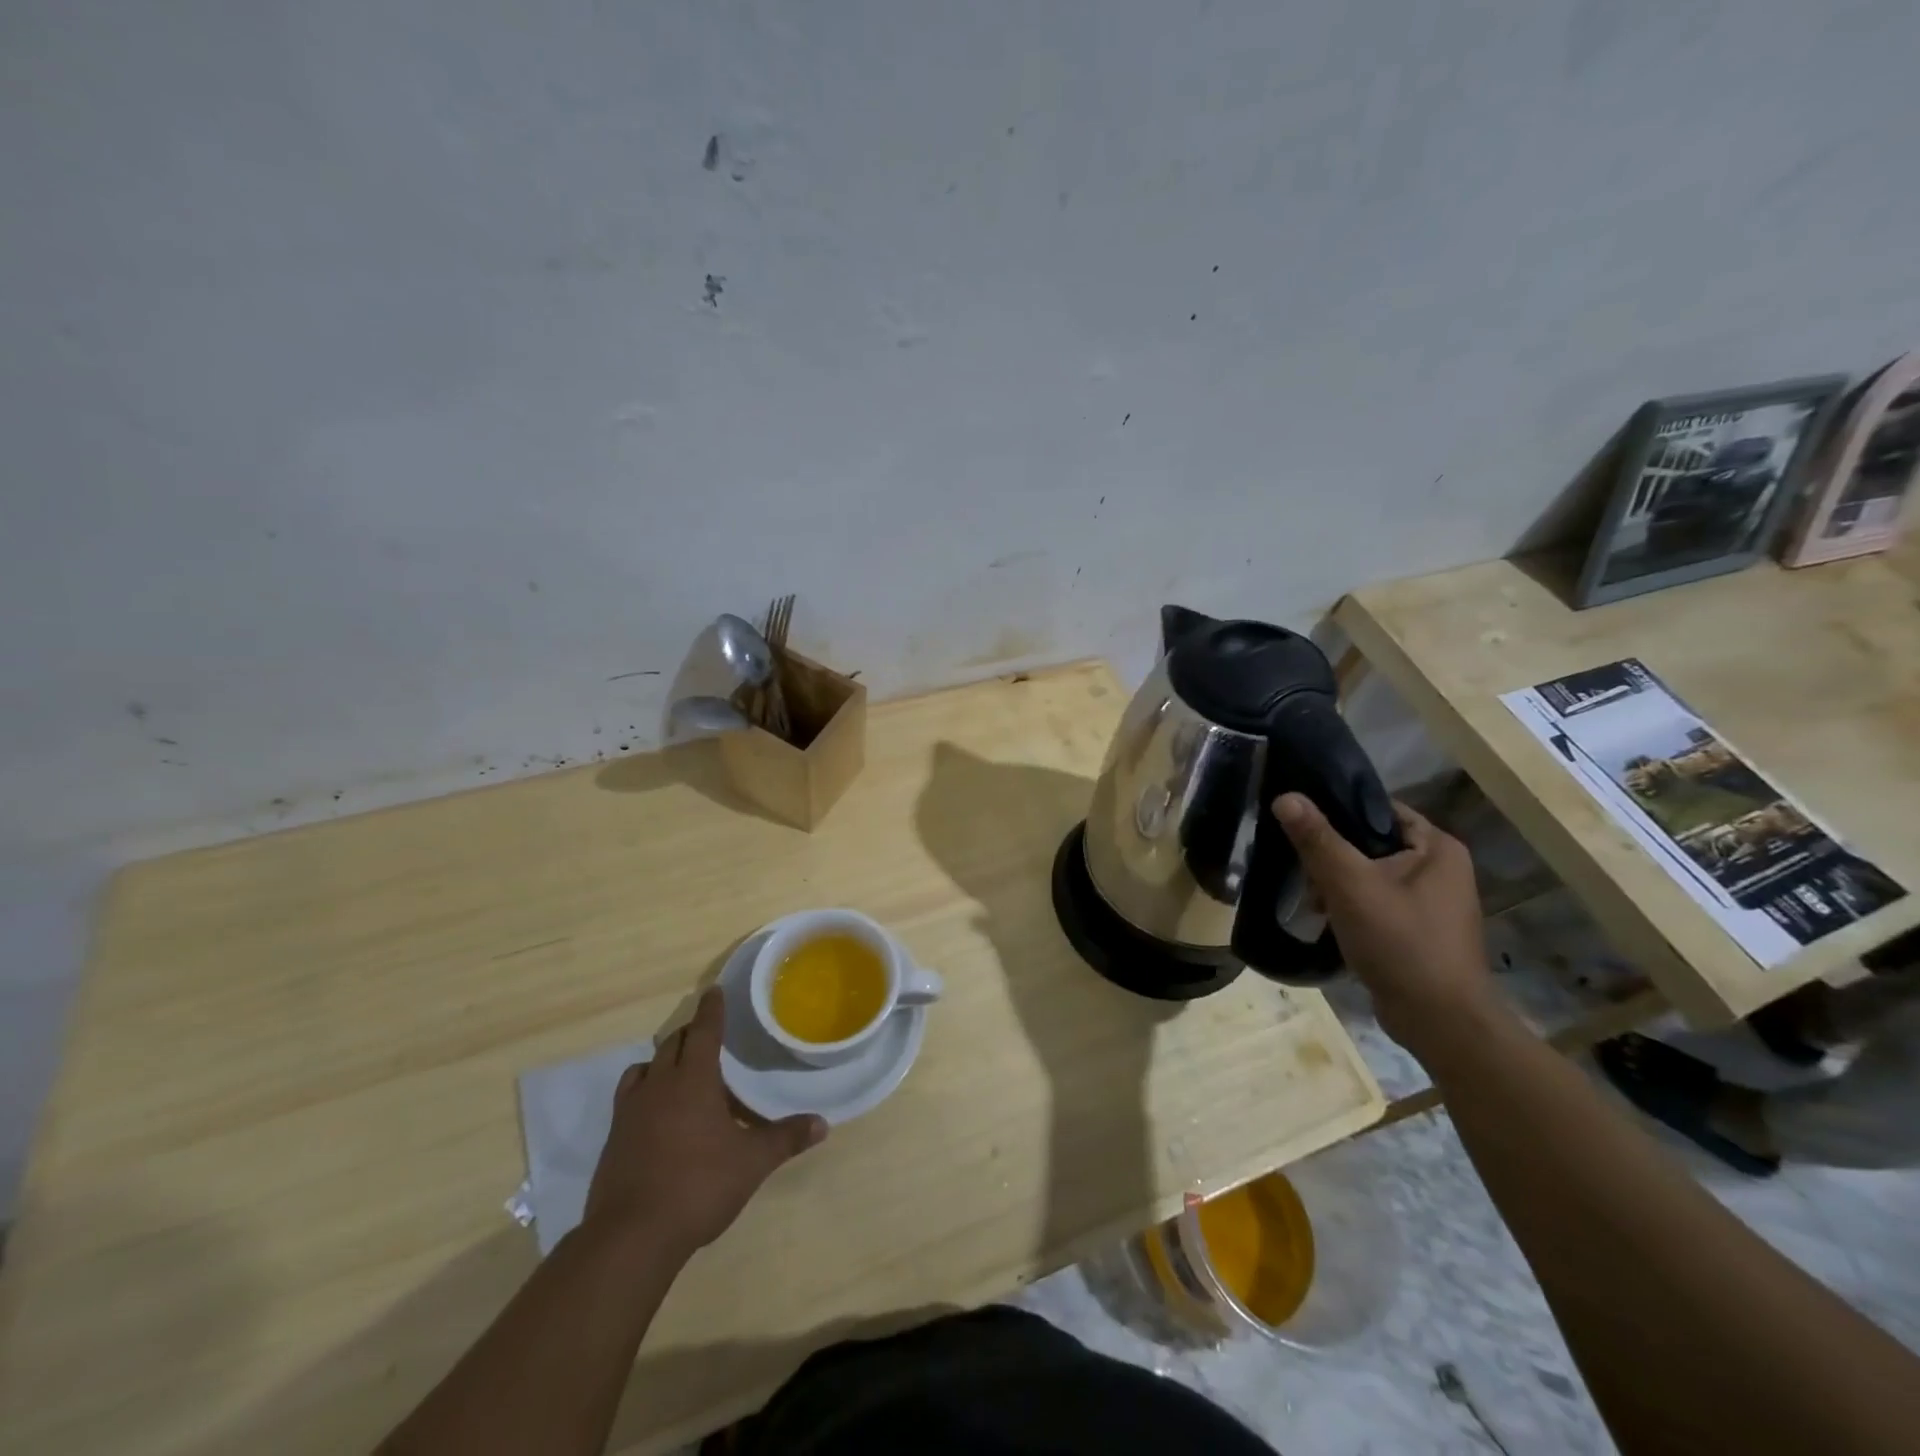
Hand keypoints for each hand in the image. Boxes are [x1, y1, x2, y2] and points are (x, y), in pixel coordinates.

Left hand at [585, 987, 826, 1257]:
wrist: (631, 1237)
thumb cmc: (698, 1186)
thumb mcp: (751, 1163)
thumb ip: (785, 1138)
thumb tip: (822, 1124)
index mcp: (693, 1080)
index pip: (705, 1031)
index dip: (712, 1009)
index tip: (715, 991)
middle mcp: (659, 1085)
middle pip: (673, 1044)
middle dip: (692, 1034)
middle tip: (710, 1037)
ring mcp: (630, 1112)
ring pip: (644, 1068)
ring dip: (664, 1062)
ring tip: (682, 1075)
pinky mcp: (613, 1139)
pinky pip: (629, 1098)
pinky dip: (645, 1092)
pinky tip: (659, 1117)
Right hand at [1272, 793, 1494, 1049]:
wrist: (1439, 1022)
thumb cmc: (1401, 943)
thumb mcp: (1350, 885)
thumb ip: (1317, 839)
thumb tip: (1285, 796)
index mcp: (1437, 848)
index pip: (1379, 808)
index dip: (1337, 809)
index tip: (1298, 820)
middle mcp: (1440, 869)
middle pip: (1370, 842)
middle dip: (1331, 855)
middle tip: (1300, 867)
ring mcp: (1431, 902)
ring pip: (1369, 874)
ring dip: (1336, 884)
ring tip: (1310, 899)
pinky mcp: (1417, 930)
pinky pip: (1375, 902)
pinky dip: (1349, 906)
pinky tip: (1325, 920)